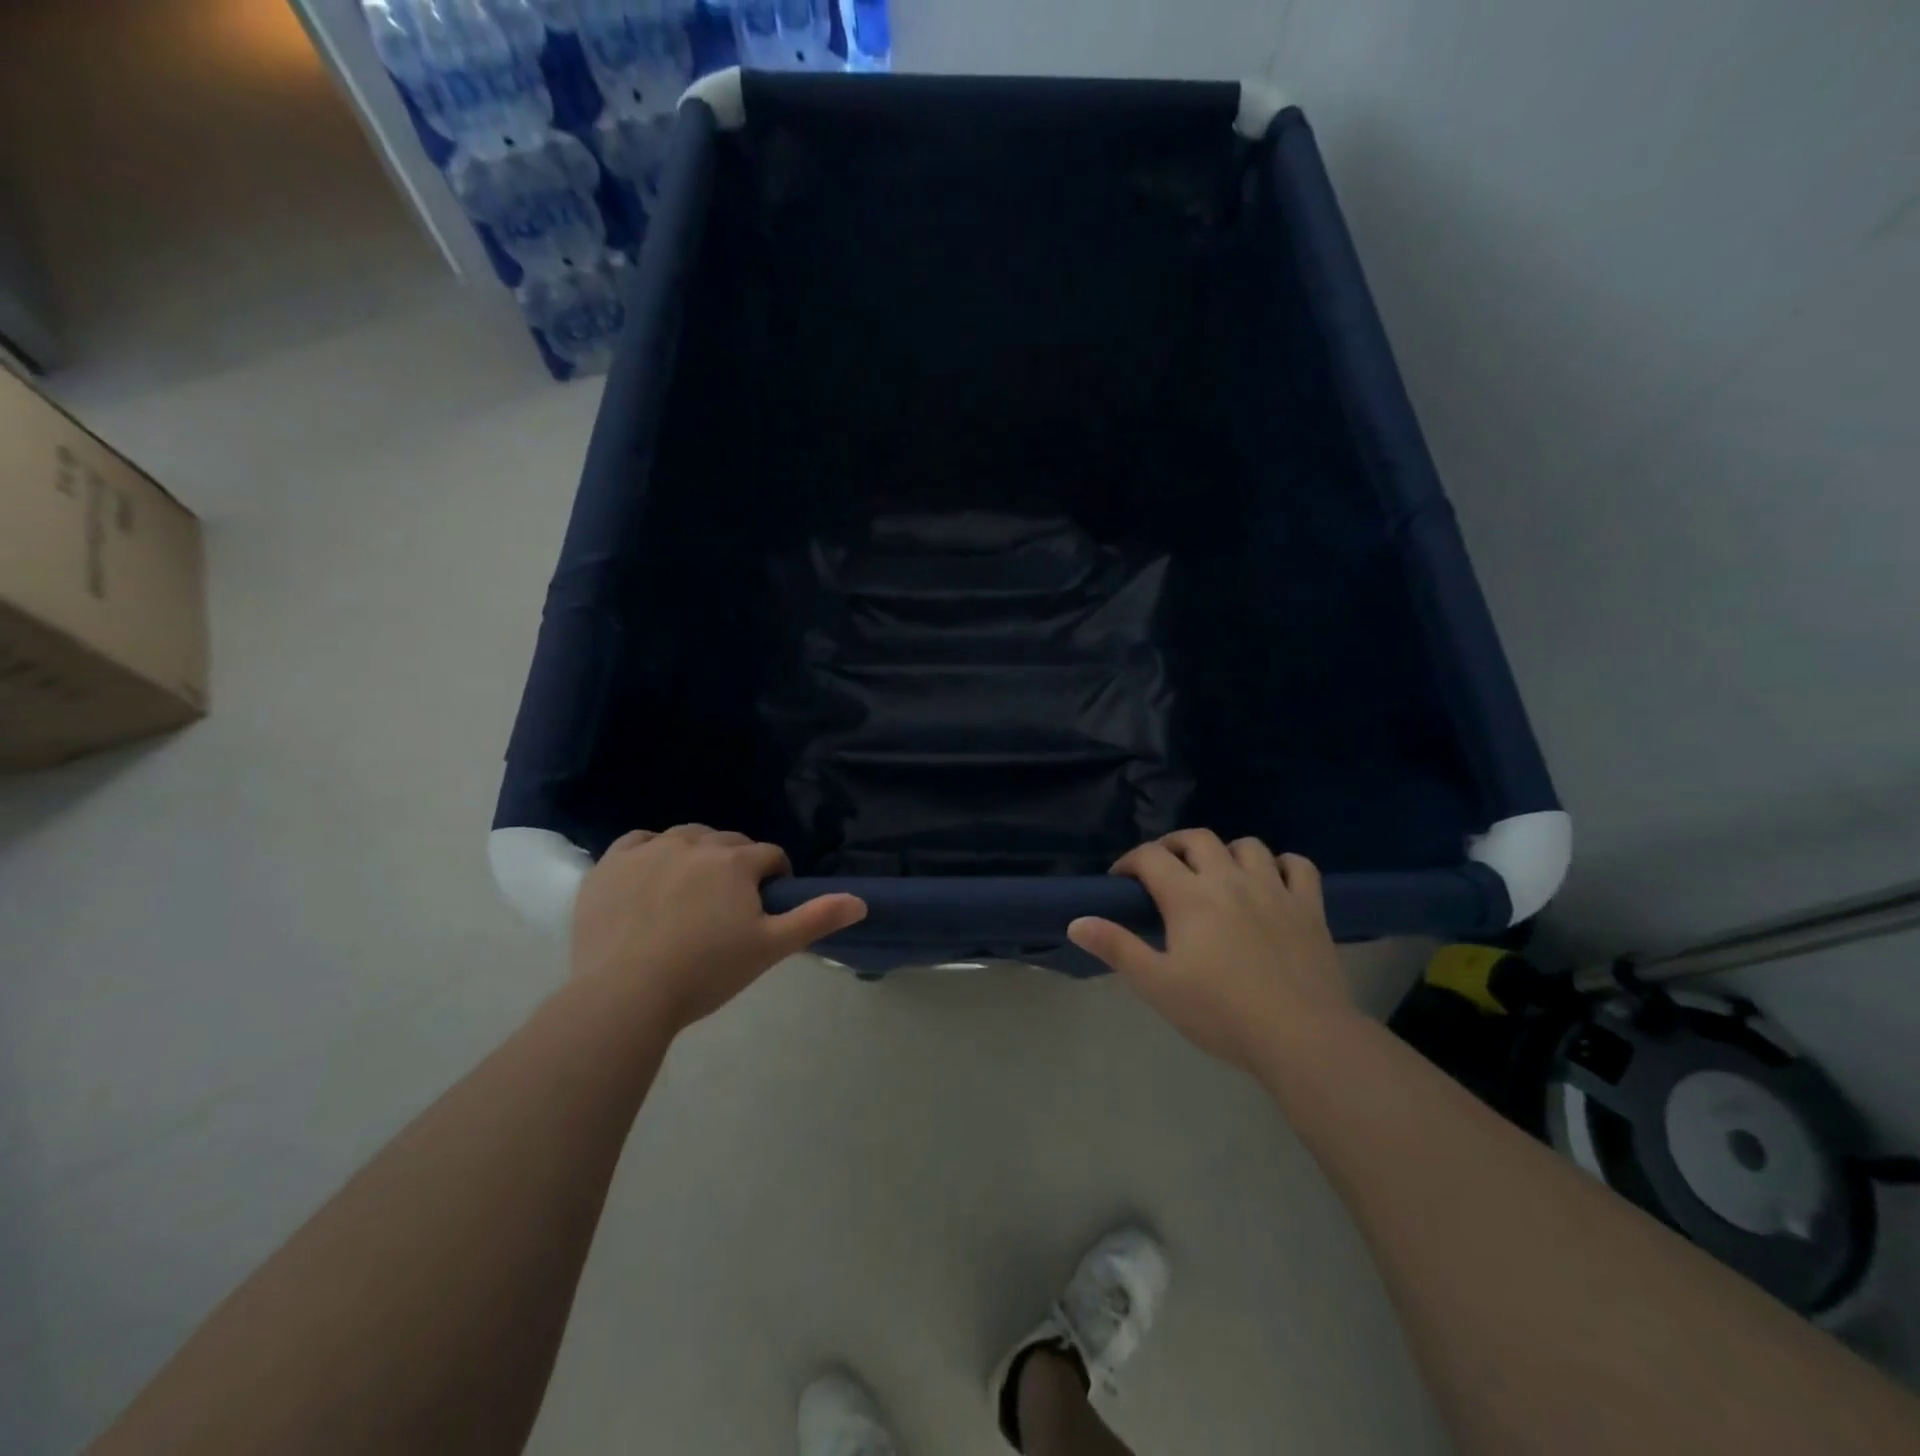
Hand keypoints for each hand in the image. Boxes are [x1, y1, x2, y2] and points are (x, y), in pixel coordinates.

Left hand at [570, 825, 866, 1033]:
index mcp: (736, 861)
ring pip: (686, 837)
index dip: (775, 878)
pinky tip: (651, 877)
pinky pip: (640, 841)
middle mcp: (695, 843)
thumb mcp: (769, 949)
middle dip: (738, 865)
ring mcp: (650, 850)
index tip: (766, 907)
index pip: (770, 856)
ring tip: (691, 892)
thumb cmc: (705, 972)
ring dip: (698, 854)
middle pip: (729, 842)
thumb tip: (861, 901)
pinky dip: (652, 852)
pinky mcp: (612, 863)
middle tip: (730, 906)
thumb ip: (816, 919)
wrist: (624, 995)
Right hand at [1067, 830, 1354, 1072]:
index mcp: (1190, 897)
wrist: (1301, 1037)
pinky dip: (1282, 865)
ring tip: (1217, 874)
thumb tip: (1076, 921)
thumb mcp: (1157, 985)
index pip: (1151, 857)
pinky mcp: (1310, 907)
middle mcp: (1230, 880)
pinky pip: (1298, 866)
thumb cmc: (1221, 1013)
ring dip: (1226, 852)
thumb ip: (1116, 948)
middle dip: (1173, 846)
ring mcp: (1274, 890)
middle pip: (1197, 839)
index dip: (1130, 861)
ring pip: (1248, 846)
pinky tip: (1272, 881)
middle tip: (1163, 870)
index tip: (1120, 880)